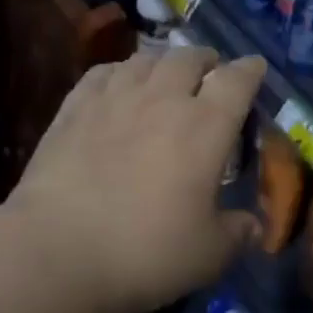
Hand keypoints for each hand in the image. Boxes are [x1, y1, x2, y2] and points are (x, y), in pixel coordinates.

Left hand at [9, 47, 263, 312]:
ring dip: (164, 63)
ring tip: (167, 76)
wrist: (56, 252)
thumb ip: (237, 233)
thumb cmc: (146, 252)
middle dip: (207, 60)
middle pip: (190, 57)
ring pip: (146, 59)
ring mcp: (114, 99)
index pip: (237, 80)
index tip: (256, 68)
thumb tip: (253, 225)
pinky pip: (104, 72)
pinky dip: (121, 72)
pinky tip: (119, 85)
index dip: (251, 70)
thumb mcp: (209, 255)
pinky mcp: (74, 108)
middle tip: (210, 74)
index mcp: (206, 126)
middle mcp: (164, 100)